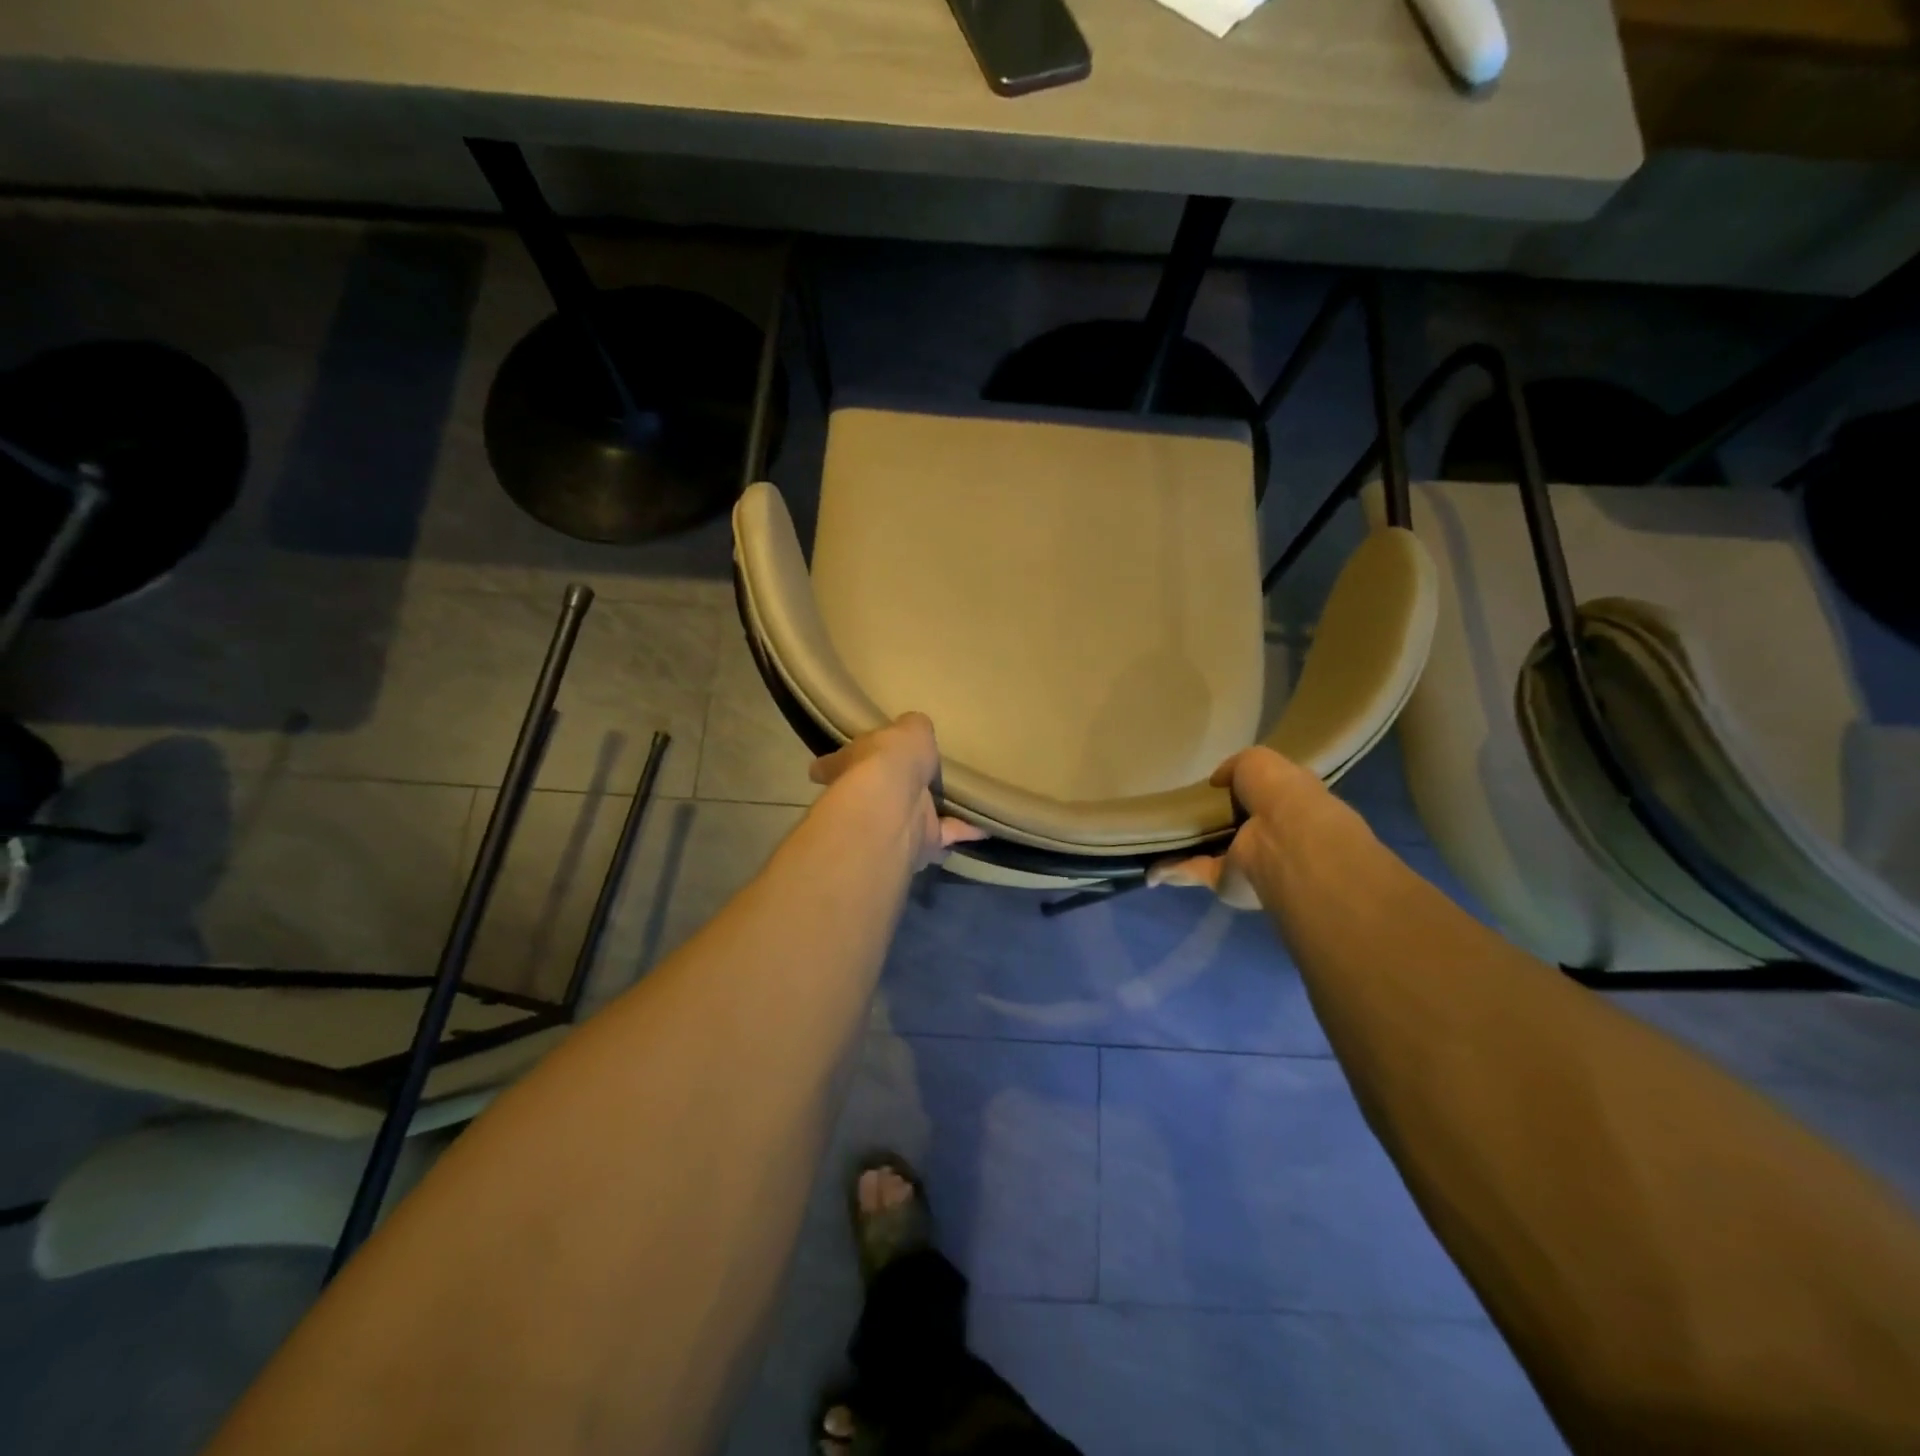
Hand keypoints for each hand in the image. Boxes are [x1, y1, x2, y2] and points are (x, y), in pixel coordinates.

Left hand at [809, 713, 987, 870]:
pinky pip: (946, 835)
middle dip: (887, 793)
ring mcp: (891, 825)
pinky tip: (986, 824)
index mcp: (851, 764)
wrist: (896, 804)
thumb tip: (917, 730)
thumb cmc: (891, 759)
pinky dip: (965, 830)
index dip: (830, 765)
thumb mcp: (908, 729)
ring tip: (953, 804)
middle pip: (874, 795)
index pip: (833, 763)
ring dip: (929, 816)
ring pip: (911, 819)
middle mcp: (865, 798)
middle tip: (909, 783)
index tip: (820, 768)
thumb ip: (913, 730)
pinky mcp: (919, 844)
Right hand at [1148, 747, 1329, 909]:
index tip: (1208, 787)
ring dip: (1184, 850)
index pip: (1256, 797)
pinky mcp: (1225, 882)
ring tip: (1153, 839)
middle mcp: (1264, 835)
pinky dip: (1170, 870)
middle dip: (1207, 822)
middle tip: (1174, 811)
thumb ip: (1233, 768)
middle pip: (1230, 828)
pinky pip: (1193, 872)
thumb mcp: (1256, 761)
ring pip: (1209, 853)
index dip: (1234, 792)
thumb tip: (1215, 781)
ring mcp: (1246, 862)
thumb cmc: (1278, 792)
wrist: (1284, 839)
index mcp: (1280, 804)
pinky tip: (1149, 867)